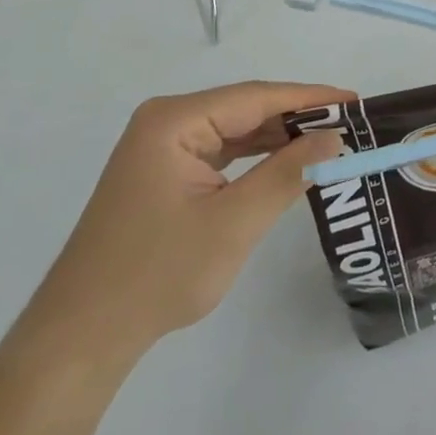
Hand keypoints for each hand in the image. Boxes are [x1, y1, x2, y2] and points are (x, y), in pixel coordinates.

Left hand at [23, 81, 351, 373]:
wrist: (80, 337)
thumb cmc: (157, 275)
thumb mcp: (233, 224)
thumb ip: (287, 174)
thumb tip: (334, 139)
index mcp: (175, 120)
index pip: (256, 97)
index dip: (310, 98)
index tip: (355, 102)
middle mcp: (166, 122)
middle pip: (245, 109)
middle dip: (297, 118)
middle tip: (350, 126)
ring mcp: (162, 147)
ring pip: (234, 130)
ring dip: (278, 138)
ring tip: (329, 142)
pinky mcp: (164, 172)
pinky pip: (220, 152)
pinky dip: (255, 158)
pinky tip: (286, 163)